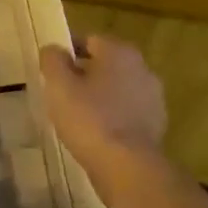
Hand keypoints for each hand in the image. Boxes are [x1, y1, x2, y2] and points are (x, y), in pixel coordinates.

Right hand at [39, 35, 167, 202]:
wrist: (127, 167)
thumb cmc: (90, 119)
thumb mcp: (59, 86)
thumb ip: (53, 61)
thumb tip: (53, 49)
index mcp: (120, 52)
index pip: (90, 40)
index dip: (68, 51)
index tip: (51, 69)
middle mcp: (142, 68)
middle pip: (106, 64)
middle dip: (85, 74)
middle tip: (62, 92)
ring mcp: (153, 98)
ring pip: (118, 89)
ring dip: (100, 97)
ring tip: (77, 116)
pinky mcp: (156, 126)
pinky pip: (127, 113)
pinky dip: (113, 118)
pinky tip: (96, 134)